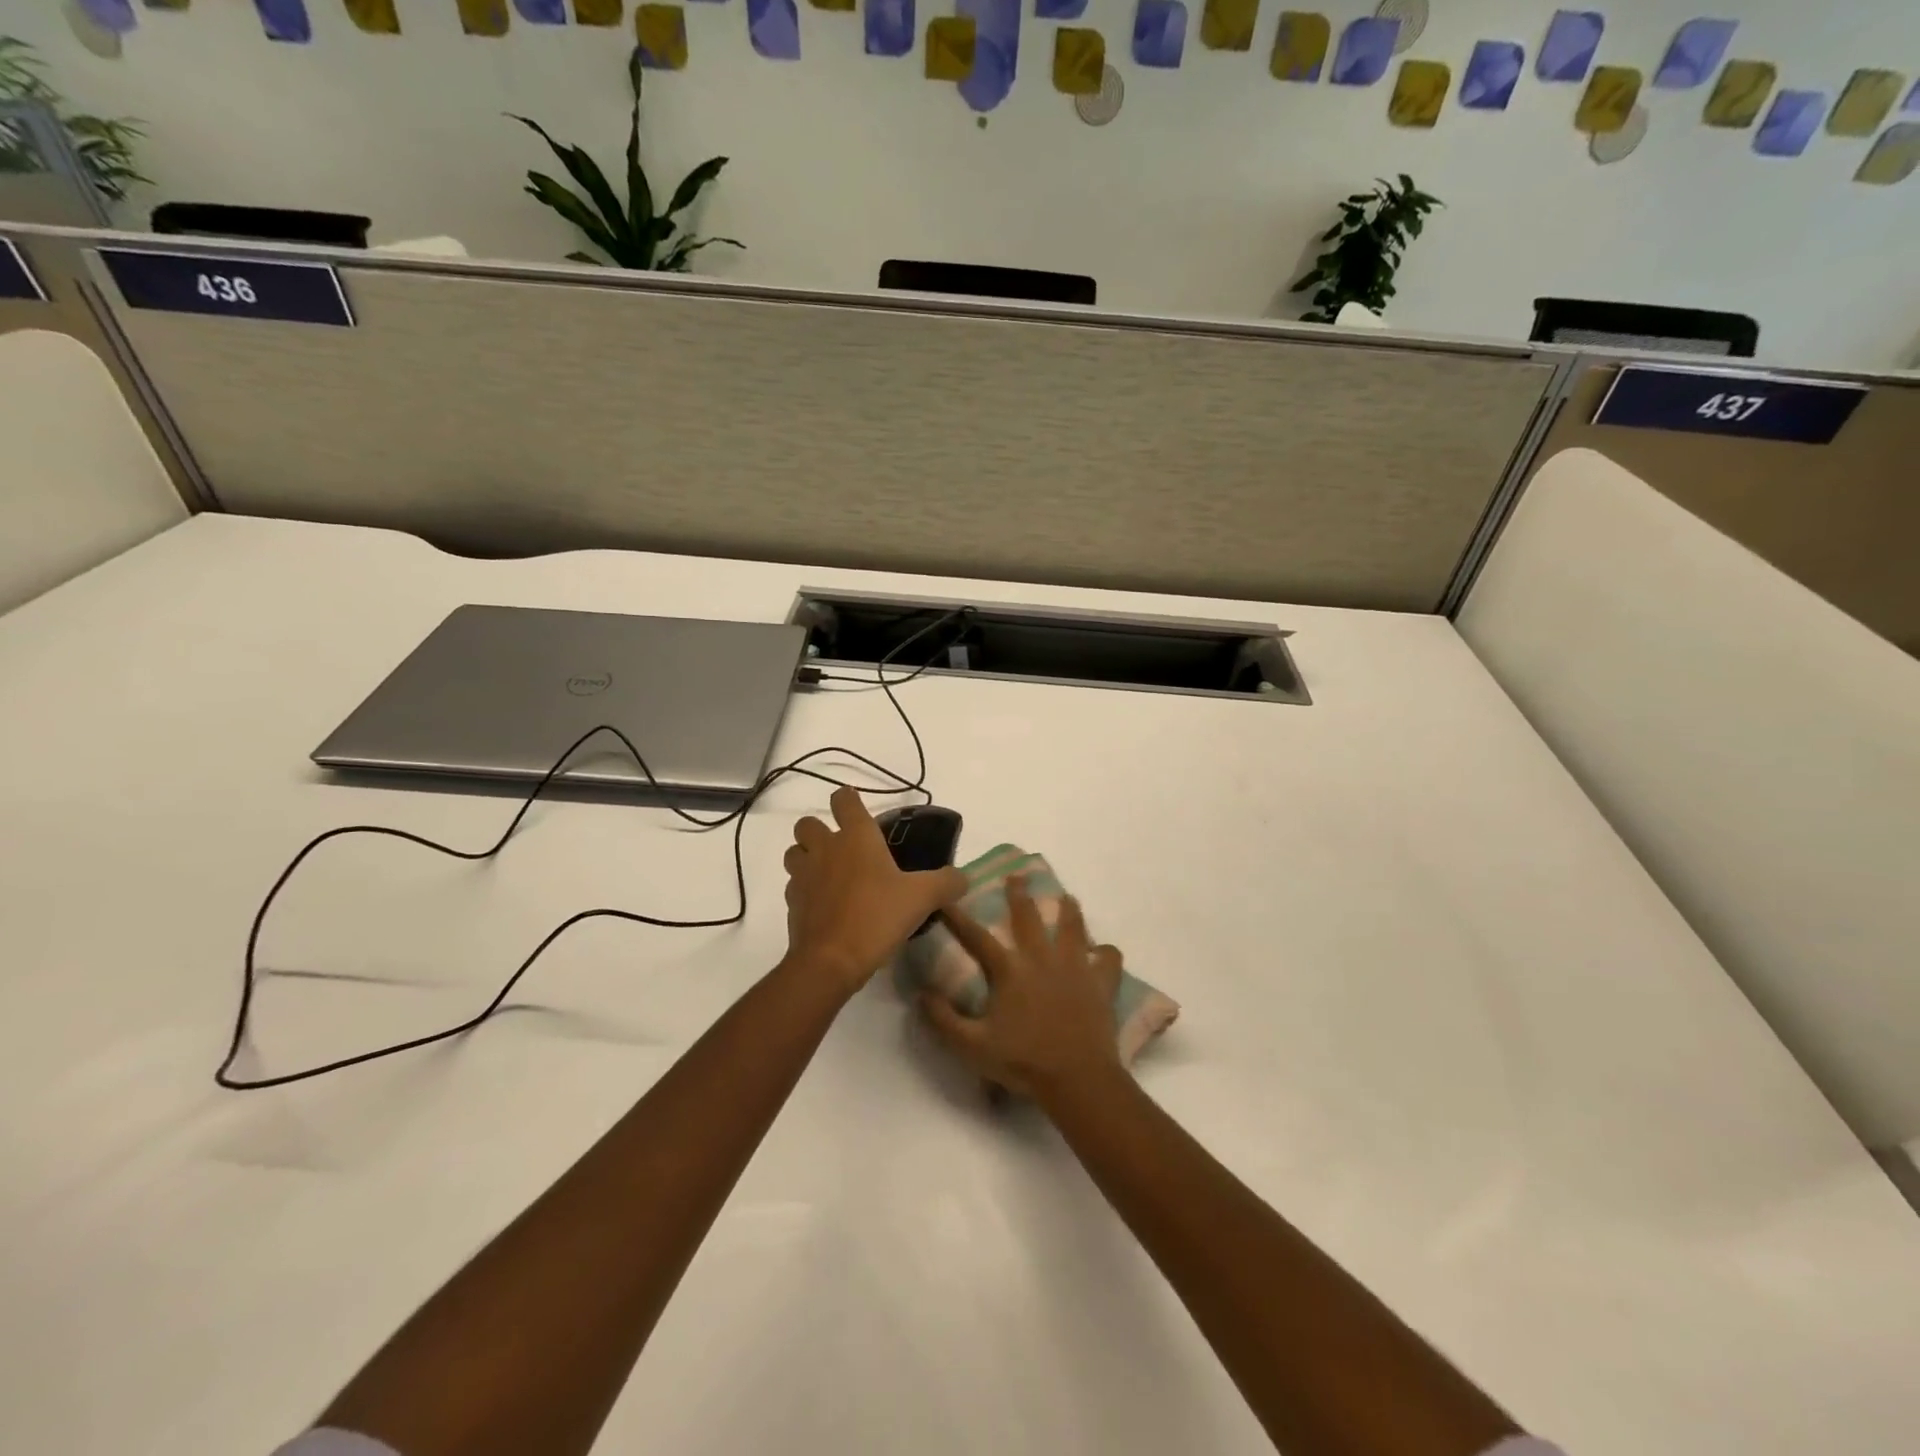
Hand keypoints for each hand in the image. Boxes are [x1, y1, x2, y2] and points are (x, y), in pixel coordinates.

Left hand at [782, 787, 968, 994]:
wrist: (831, 961)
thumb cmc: (877, 916)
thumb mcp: (923, 898)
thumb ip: (947, 883)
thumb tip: (963, 878)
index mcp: (856, 837)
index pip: (844, 799)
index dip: (849, 800)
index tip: (859, 810)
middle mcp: (825, 848)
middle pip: (808, 823)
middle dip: (820, 830)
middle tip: (843, 848)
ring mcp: (804, 875)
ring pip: (794, 852)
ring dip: (806, 857)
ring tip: (829, 873)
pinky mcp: (792, 903)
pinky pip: (794, 885)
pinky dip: (805, 889)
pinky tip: (824, 904)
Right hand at [920, 876, 1125, 1099]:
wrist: (1078, 1079)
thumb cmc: (1023, 1062)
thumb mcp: (971, 1047)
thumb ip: (943, 1020)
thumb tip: (922, 994)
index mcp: (1010, 970)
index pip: (977, 937)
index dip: (958, 918)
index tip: (946, 899)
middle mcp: (1042, 958)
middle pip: (1029, 917)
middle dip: (1019, 895)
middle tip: (1017, 876)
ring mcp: (1075, 967)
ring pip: (1073, 927)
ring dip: (1069, 910)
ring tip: (1067, 898)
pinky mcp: (1101, 983)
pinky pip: (1109, 959)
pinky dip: (1106, 953)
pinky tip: (1103, 952)